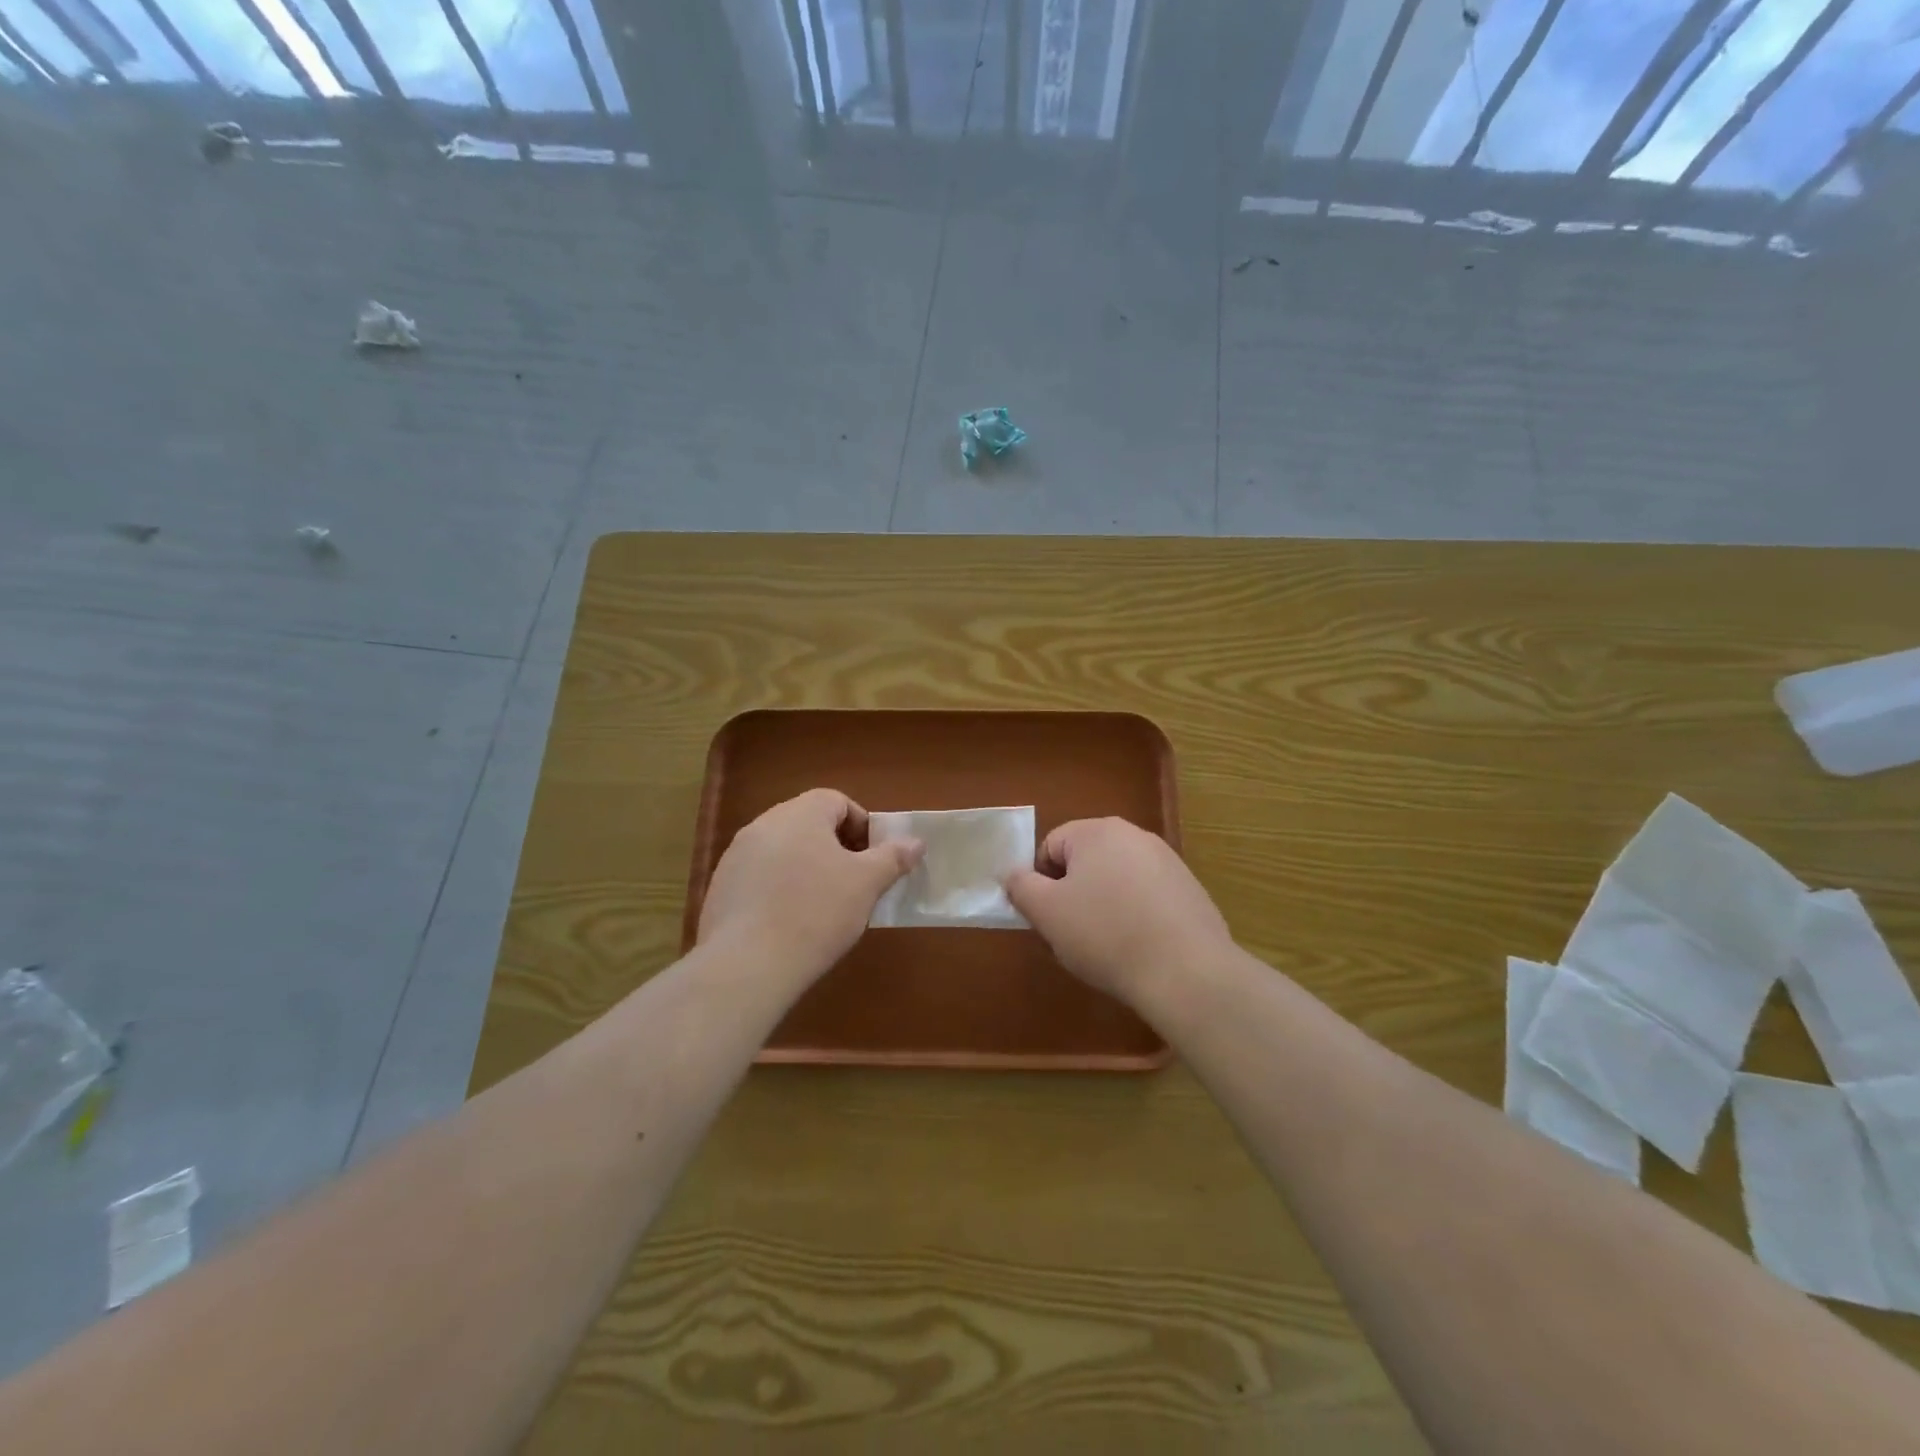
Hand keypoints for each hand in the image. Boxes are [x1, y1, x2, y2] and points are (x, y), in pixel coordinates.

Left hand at [698, 789, 922, 983]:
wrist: (748, 964)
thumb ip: (893, 857)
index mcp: (800, 814)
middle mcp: (763, 824)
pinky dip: (779, 889)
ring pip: (783, 850)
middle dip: (835, 847)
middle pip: (808, 823)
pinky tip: (789, 922)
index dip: (861, 826)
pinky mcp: (720, 887)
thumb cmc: (817, 912)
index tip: (873, 859)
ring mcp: (736, 856)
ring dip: (806, 867)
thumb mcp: (866, 884)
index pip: (837, 801)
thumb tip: (915, 842)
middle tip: (853, 882)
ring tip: (823, 906)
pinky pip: (759, 876)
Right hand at [1006, 818, 1231, 1003]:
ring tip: (1108, 946)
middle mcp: (1135, 835)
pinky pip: (1147, 898)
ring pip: (1116, 880)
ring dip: (1104, 905)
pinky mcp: (1190, 890)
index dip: (1041, 884)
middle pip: (1085, 861)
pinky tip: (1141, 948)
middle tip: (1073, 934)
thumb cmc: (1106, 935)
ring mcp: (1168, 861)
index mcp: (1097, 831)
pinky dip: (1137, 917)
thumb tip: (1013, 874)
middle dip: (1073, 894)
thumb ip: (1020, 886)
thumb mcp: (1047, 913)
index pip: (1050, 847)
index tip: (1049, 919)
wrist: (1187, 972)